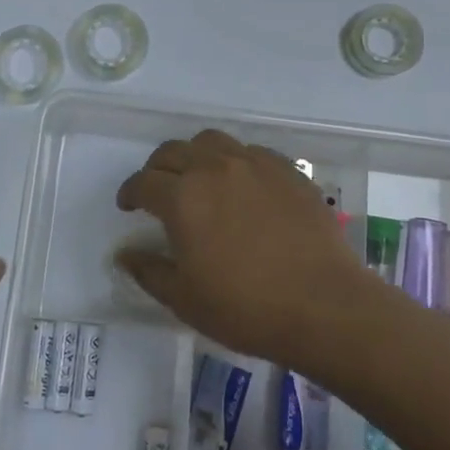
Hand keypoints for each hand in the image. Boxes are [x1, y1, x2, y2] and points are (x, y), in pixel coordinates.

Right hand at [115, 129, 369, 362]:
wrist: (324, 305)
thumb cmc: (245, 307)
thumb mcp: (185, 299)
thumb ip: (149, 271)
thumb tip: (125, 254)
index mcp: (182, 197)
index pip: (143, 182)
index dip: (130, 192)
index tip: (128, 205)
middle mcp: (214, 168)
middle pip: (173, 151)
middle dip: (158, 168)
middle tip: (158, 190)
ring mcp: (255, 164)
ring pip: (212, 142)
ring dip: (195, 155)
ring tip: (199, 178)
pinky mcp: (288, 170)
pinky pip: (251, 152)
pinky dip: (235, 161)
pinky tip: (242, 185)